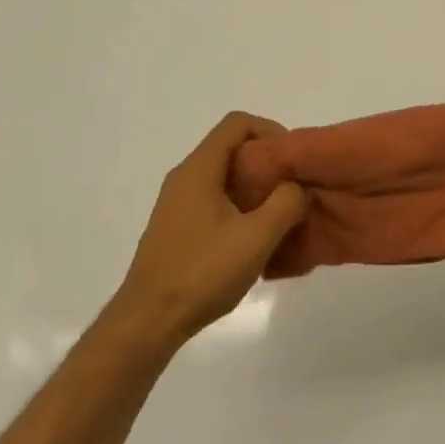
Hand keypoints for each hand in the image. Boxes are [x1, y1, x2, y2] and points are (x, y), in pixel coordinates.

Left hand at [111, 113, 307, 345]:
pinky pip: (215, 202)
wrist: (149, 321)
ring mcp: (177, 205)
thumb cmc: (202, 273)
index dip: (270, 130)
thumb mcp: (257, 237)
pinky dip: (240, 209)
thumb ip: (286, 203)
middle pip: (231, 150)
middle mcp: (185, 178)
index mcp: (199, 169)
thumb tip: (295, 188)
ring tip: (282, 217)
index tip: (292, 159)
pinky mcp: (177, 229)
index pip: (237, 123)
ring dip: (256, 190)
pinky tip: (256, 242)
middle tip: (295, 189)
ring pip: (224, 179)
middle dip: (267, 163)